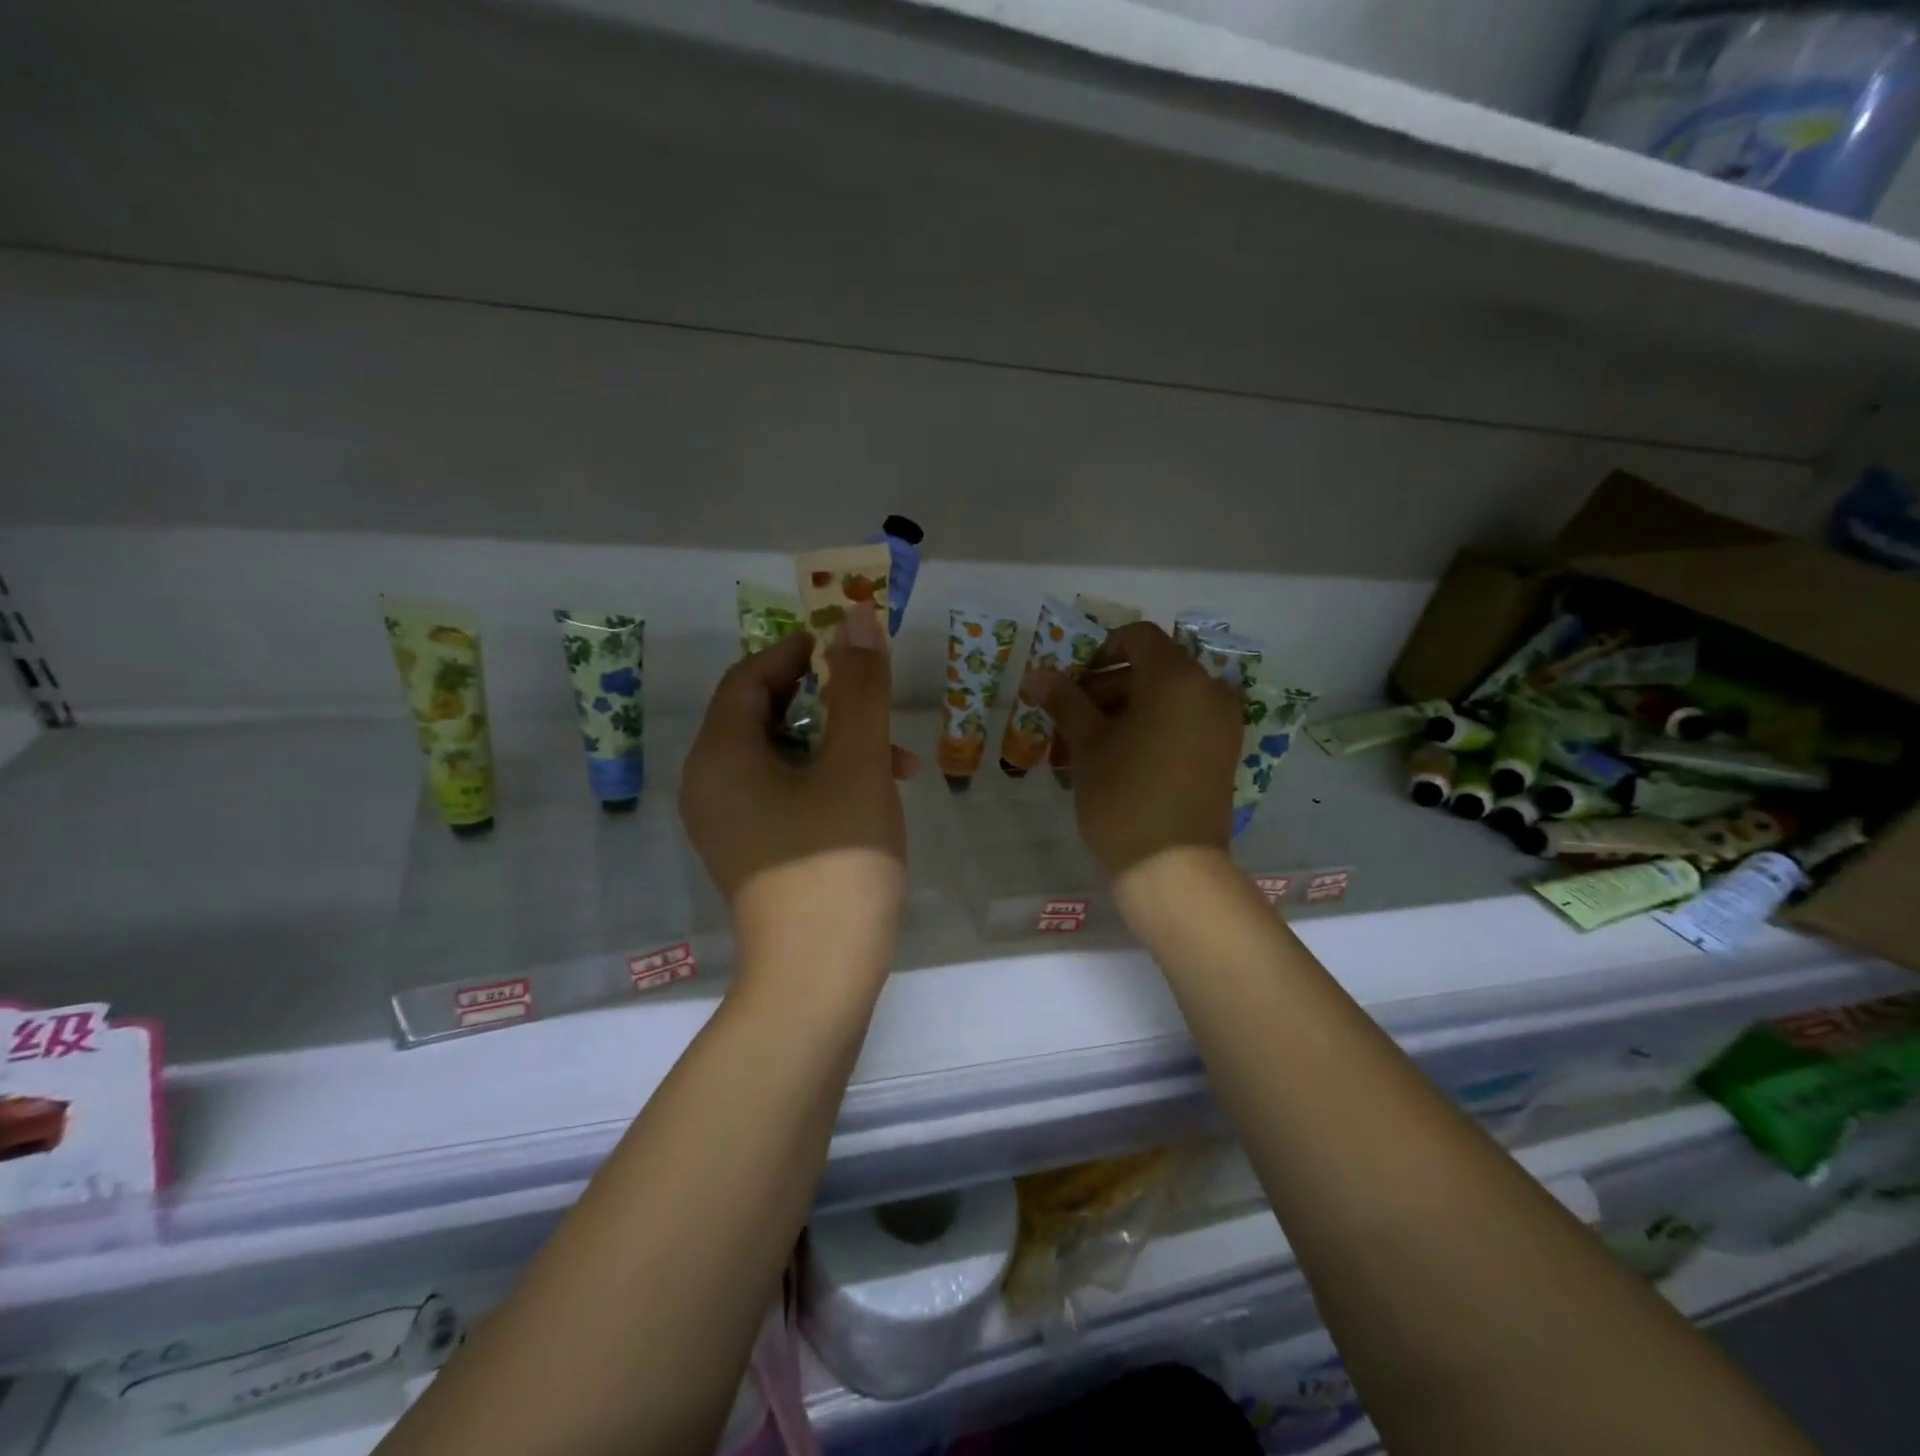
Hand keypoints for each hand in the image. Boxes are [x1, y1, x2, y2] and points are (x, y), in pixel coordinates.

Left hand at [680, 605, 912, 981]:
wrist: (819, 980)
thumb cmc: (837, 862)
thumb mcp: (858, 764)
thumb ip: (860, 688)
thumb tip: (855, 617)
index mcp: (721, 756)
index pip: (749, 677)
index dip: (798, 652)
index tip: (846, 646)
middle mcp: (711, 785)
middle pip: (763, 715)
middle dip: (828, 702)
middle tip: (876, 701)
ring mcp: (728, 825)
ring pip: (782, 758)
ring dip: (836, 745)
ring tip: (897, 764)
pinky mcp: (752, 854)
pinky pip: (784, 795)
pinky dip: (826, 782)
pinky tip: (874, 799)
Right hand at [1029, 622, 1242, 887]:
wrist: (1172, 867)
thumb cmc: (1123, 795)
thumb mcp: (1088, 743)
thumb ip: (1065, 700)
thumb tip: (1036, 675)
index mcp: (1177, 678)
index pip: (1138, 638)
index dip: (1100, 651)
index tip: (1074, 685)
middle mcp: (1209, 690)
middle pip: (1154, 667)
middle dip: (1110, 683)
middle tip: (1075, 717)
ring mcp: (1222, 723)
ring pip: (1169, 696)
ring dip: (1129, 706)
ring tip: (1093, 742)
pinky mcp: (1224, 751)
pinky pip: (1185, 720)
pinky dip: (1154, 725)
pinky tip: (1124, 756)